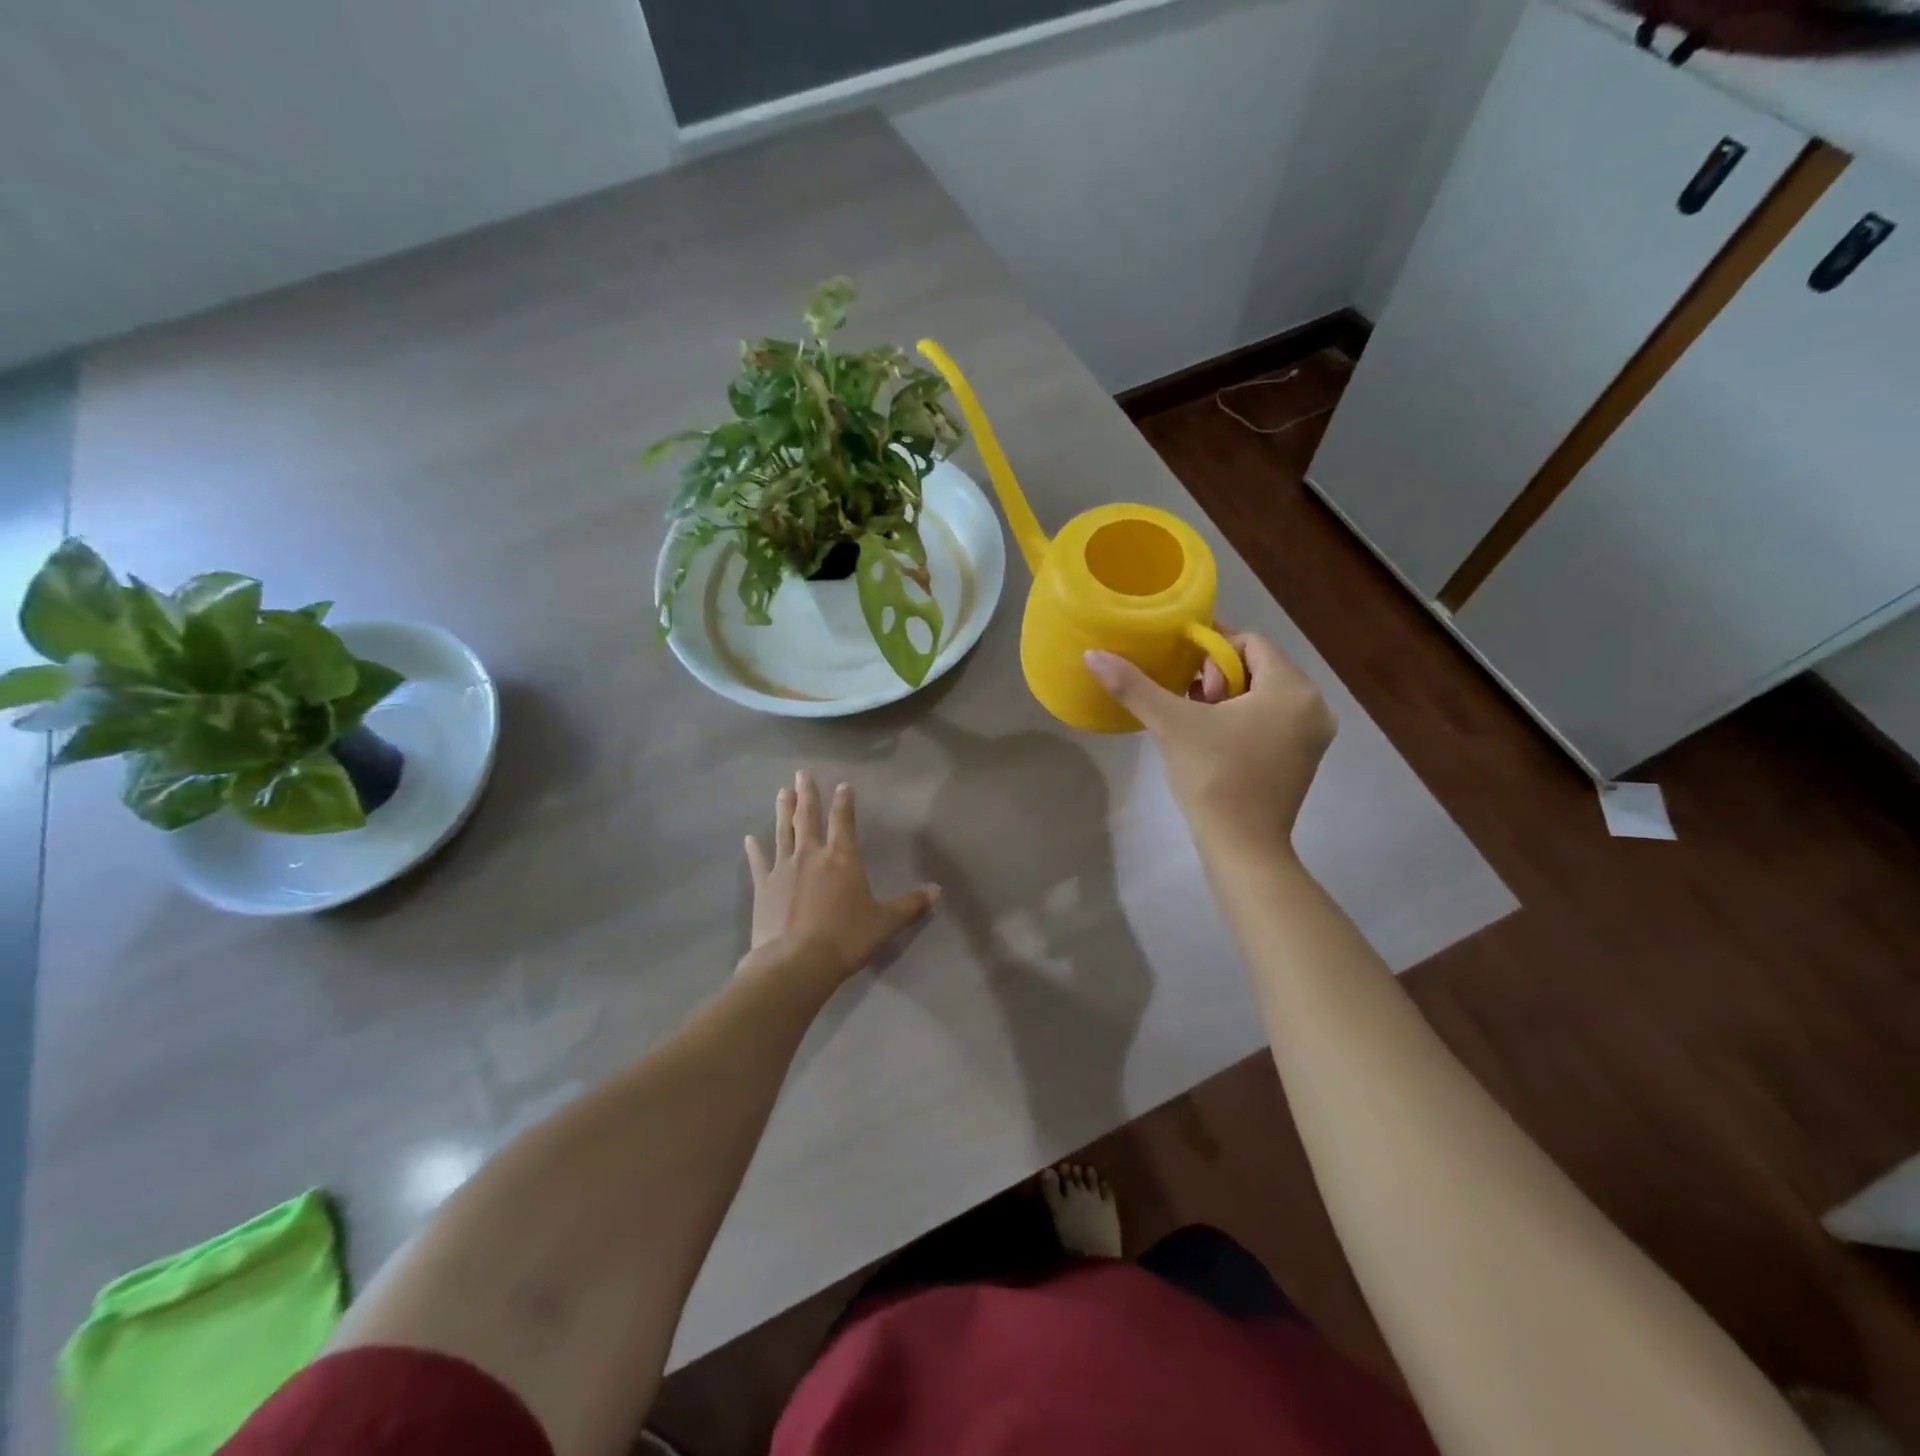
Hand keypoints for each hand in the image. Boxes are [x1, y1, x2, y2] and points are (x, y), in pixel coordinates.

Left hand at [744, 771, 939, 986]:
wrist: (796, 962)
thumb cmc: (846, 938)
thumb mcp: (885, 922)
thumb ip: (910, 904)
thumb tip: (938, 891)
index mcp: (843, 858)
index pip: (844, 821)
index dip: (844, 802)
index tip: (843, 785)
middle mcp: (812, 854)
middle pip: (808, 817)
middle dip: (807, 794)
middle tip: (802, 773)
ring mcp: (784, 869)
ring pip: (783, 832)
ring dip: (783, 811)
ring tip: (782, 792)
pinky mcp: (764, 887)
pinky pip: (759, 862)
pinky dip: (755, 850)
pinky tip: (749, 838)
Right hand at [1084, 632, 1334, 855]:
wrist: (1242, 847)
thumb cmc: (1213, 777)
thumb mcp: (1170, 725)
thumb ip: (1133, 685)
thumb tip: (1092, 655)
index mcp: (1293, 689)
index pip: (1249, 643)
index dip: (1209, 648)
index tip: (1179, 669)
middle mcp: (1314, 706)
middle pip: (1257, 668)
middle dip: (1217, 676)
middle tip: (1186, 700)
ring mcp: (1312, 736)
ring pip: (1264, 695)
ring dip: (1227, 698)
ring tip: (1193, 718)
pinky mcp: (1303, 759)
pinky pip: (1272, 720)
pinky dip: (1243, 719)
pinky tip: (1213, 738)